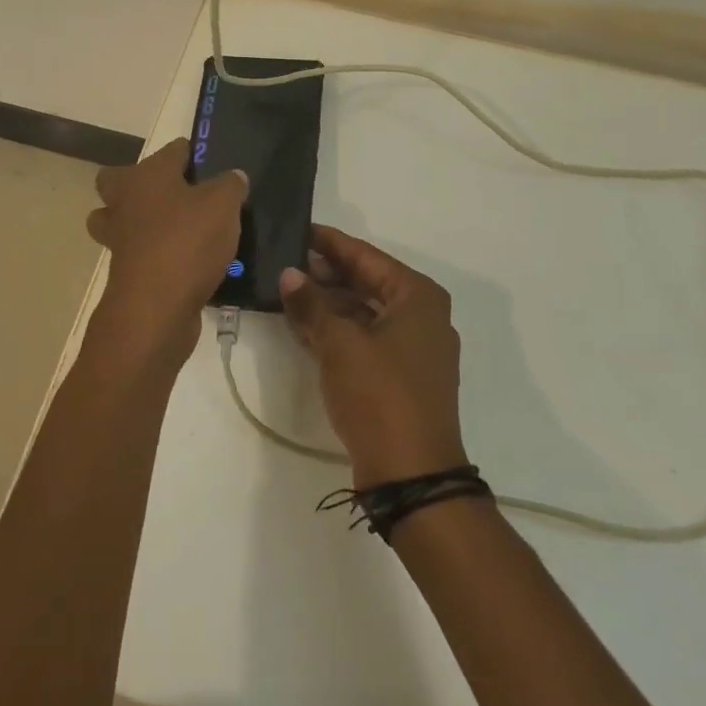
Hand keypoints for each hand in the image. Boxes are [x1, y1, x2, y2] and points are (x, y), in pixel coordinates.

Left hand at [85, 138, 246, 370]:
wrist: (155, 309)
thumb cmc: (187, 242)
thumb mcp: (223, 205)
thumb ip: (230, 185)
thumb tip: (233, 176)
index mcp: (146, 176)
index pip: (171, 150)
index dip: (191, 153)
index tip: (211, 164)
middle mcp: (125, 202)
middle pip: (119, 181)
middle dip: (142, 183)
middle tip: (180, 194)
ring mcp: (119, 239)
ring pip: (120, 220)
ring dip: (140, 222)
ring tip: (178, 229)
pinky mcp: (125, 272)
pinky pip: (136, 253)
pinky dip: (154, 254)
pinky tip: (186, 261)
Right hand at [278, 226, 468, 487]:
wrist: (411, 476)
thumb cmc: (380, 395)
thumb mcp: (339, 344)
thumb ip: (311, 305)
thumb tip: (288, 274)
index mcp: (417, 296)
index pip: (366, 256)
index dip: (329, 243)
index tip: (297, 229)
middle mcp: (421, 315)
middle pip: (366, 282)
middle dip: (325, 273)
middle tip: (284, 259)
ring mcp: (412, 348)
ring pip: (363, 311)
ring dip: (327, 303)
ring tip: (286, 289)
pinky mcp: (400, 375)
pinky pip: (364, 338)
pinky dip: (336, 330)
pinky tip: (302, 325)